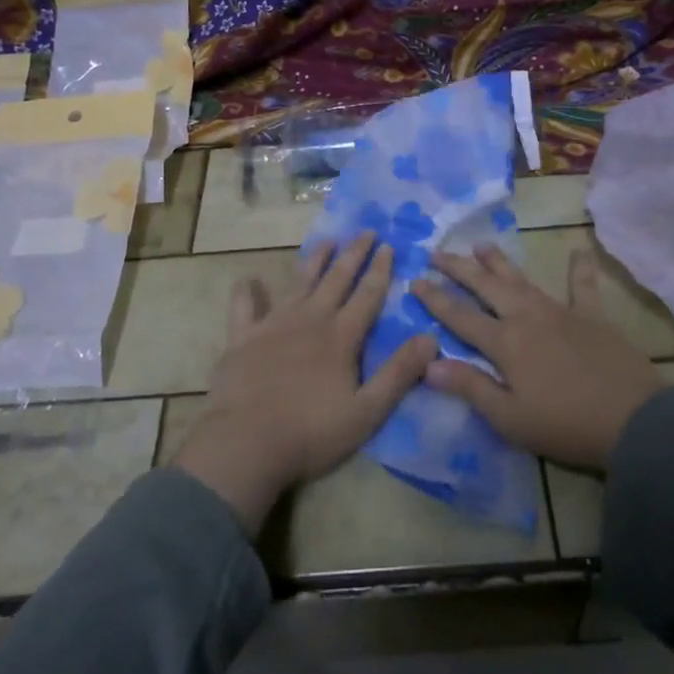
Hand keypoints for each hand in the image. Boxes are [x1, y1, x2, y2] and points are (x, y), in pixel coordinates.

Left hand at [173, 232, 437, 533]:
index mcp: (341, 337)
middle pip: (336, 280)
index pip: (367, 296)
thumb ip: (399, 373)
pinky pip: (243, 307)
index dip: (380, 270)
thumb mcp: (367, 411)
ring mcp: (273, 325)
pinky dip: (247, 292)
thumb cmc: (311, 432)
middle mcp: (309, 320)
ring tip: (326, 241)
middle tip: (365, 231)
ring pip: (298, 284)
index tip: (389, 246)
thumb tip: (431, 338)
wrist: (246, 443)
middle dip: (353, 254)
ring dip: (314, 261)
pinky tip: (248, 279)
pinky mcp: (242, 338)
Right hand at [410, 244, 662, 471]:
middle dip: (459, 268)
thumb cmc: (564, 425)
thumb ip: (469, 386)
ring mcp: (561, 312)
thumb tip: (428, 364)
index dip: (435, 299)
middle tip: (437, 252)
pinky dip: (579, 269)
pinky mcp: (592, 317)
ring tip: (481, 245)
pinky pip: (583, 287)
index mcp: (505, 342)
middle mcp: (527, 317)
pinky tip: (578, 250)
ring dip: (499, 262)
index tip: (414, 280)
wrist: (632, 421)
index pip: (460, 316)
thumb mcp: (509, 417)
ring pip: (522, 280)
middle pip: (487, 287)